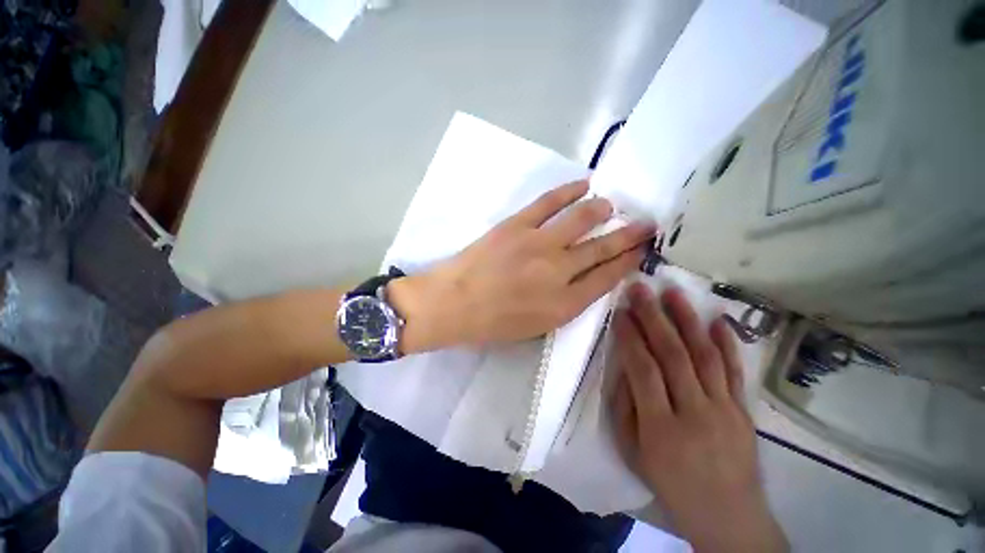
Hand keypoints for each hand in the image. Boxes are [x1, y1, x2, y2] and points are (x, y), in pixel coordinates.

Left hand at [390, 180, 654, 352]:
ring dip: (602, 210)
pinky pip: (549, 202)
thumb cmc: (493, 323)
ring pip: (582, 219)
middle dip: (630, 235)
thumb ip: (566, 304)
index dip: (627, 261)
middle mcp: (559, 272)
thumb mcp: (538, 326)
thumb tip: (586, 279)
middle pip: (603, 248)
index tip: (640, 251)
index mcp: (565, 304)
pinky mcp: (517, 225)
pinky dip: (569, 191)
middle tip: (646, 225)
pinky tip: (584, 185)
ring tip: (611, 206)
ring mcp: (538, 244)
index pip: (608, 277)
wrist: (453, 304)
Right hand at [611, 284, 786, 552]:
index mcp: (661, 428)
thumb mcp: (633, 452)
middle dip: (654, 317)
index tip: (620, 312)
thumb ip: (625, 407)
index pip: (643, 369)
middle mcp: (695, 413)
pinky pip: (735, 372)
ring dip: (687, 321)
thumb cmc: (670, 485)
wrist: (728, 517)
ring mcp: (725, 410)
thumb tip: (625, 367)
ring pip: (704, 356)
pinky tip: (718, 320)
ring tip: (674, 293)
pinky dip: (727, 344)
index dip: (630, 337)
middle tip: (641, 290)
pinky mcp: (744, 411)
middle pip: (673, 355)